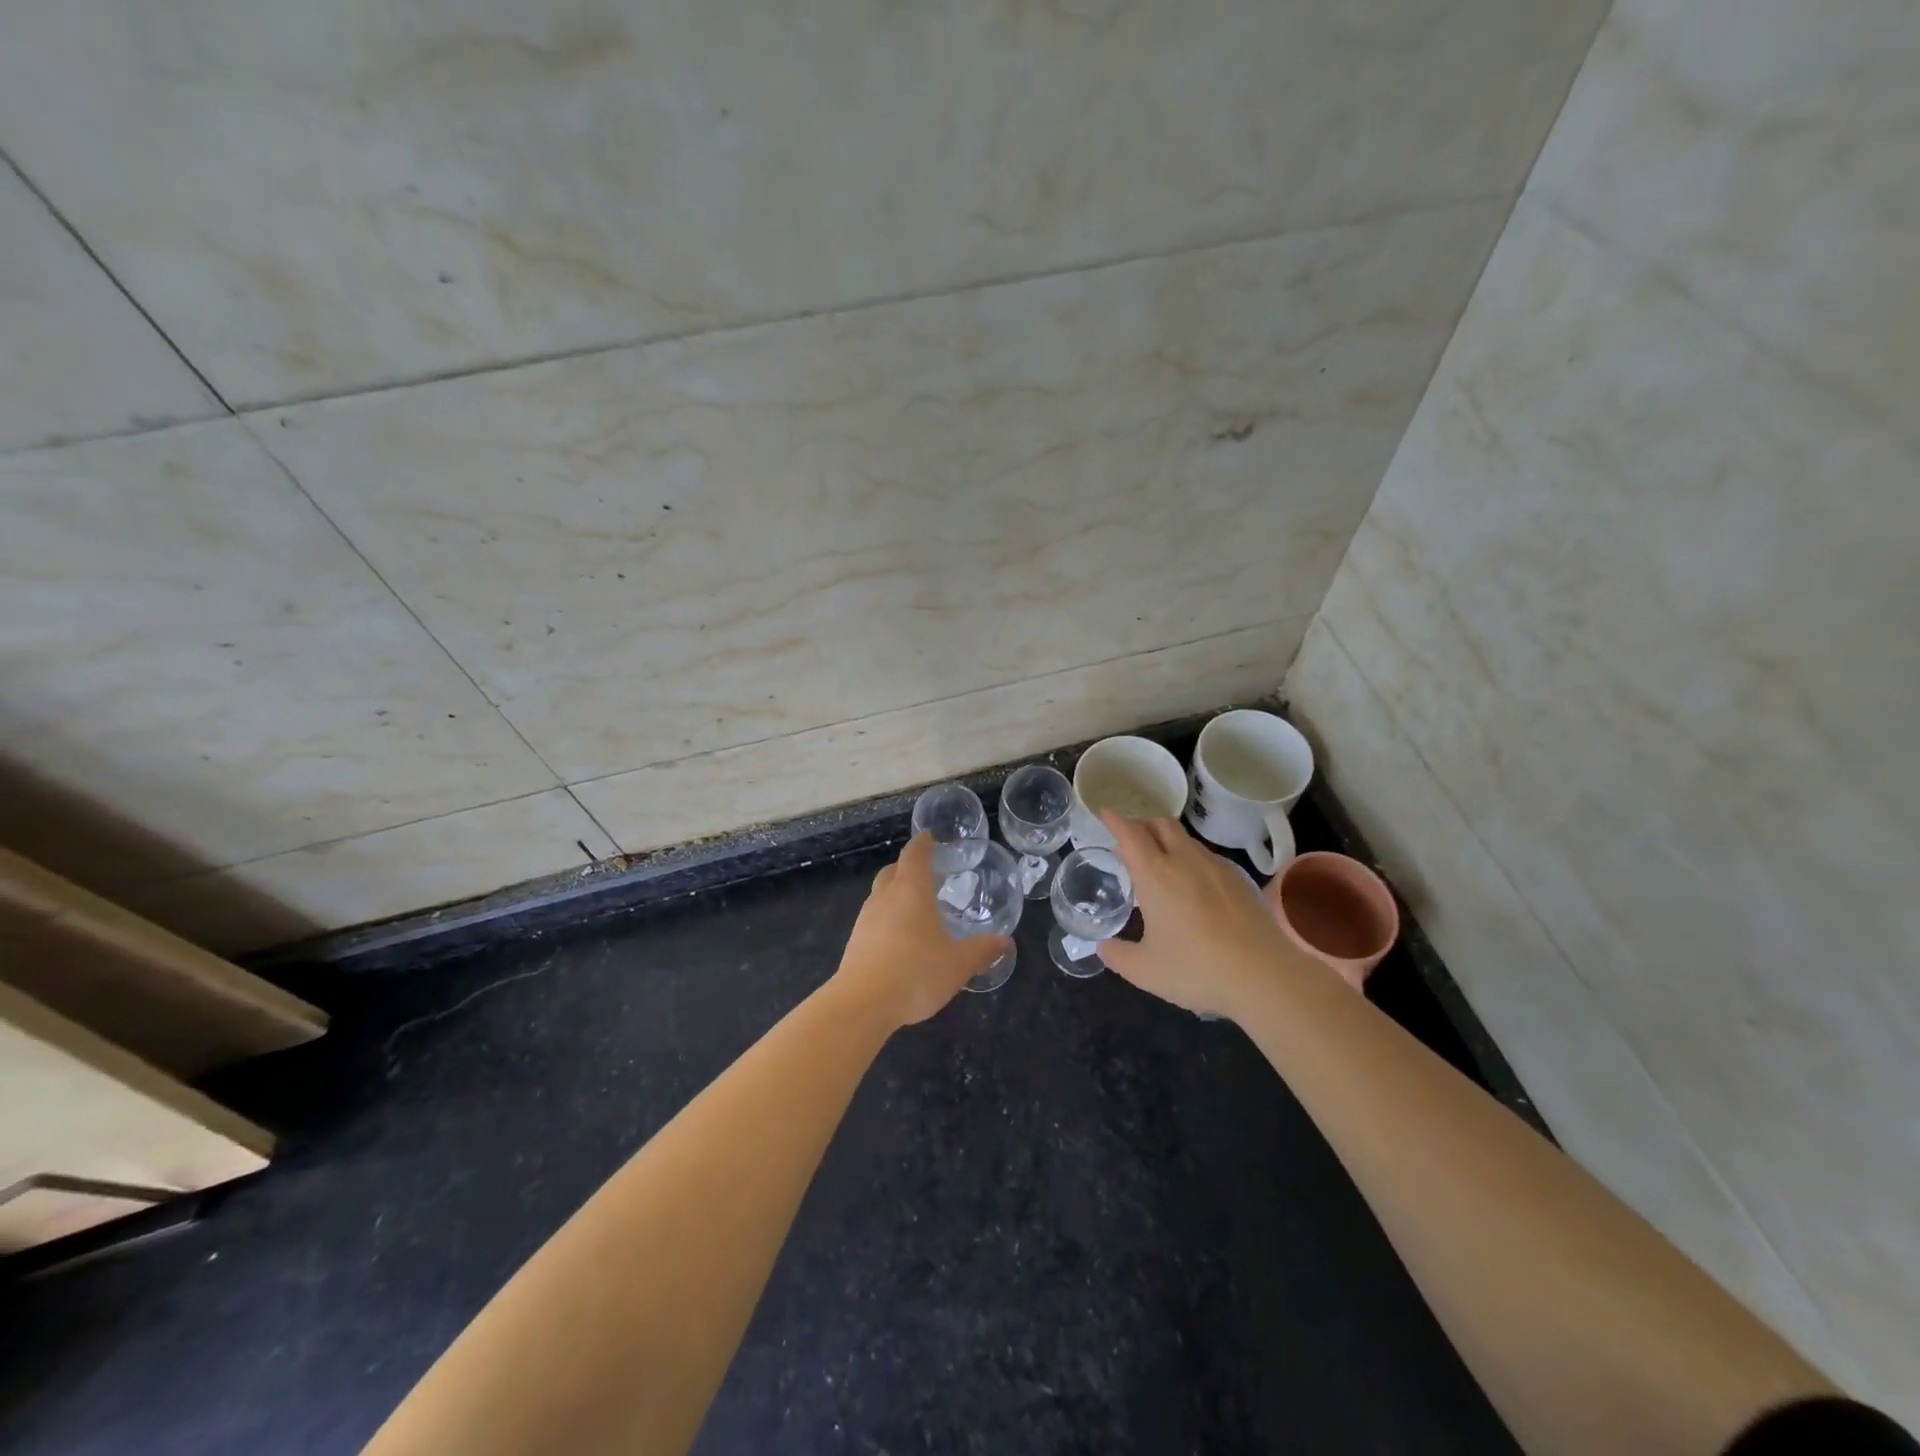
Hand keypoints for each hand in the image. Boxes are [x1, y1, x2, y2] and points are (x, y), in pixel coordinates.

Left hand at [832, 834, 1010, 1029]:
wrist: (862, 1004)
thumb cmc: (916, 972)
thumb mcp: (958, 964)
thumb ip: (982, 950)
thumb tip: (1004, 941)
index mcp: (911, 891)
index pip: (914, 855)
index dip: (923, 844)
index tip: (930, 838)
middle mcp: (885, 898)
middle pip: (893, 871)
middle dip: (907, 868)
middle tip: (927, 874)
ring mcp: (865, 920)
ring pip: (880, 895)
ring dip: (895, 895)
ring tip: (915, 909)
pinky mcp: (854, 942)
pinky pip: (873, 920)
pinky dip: (886, 920)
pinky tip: (899, 940)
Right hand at [1097, 813, 1313, 1019]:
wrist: (1264, 975)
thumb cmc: (1196, 969)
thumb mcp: (1145, 970)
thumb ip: (1118, 955)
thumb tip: (1103, 947)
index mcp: (1155, 875)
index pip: (1131, 834)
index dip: (1115, 820)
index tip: (1105, 813)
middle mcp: (1185, 861)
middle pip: (1161, 824)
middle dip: (1142, 823)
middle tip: (1130, 836)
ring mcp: (1216, 868)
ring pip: (1186, 839)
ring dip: (1168, 839)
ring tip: (1160, 860)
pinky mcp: (1239, 880)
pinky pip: (1208, 856)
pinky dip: (1191, 857)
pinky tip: (1193, 882)